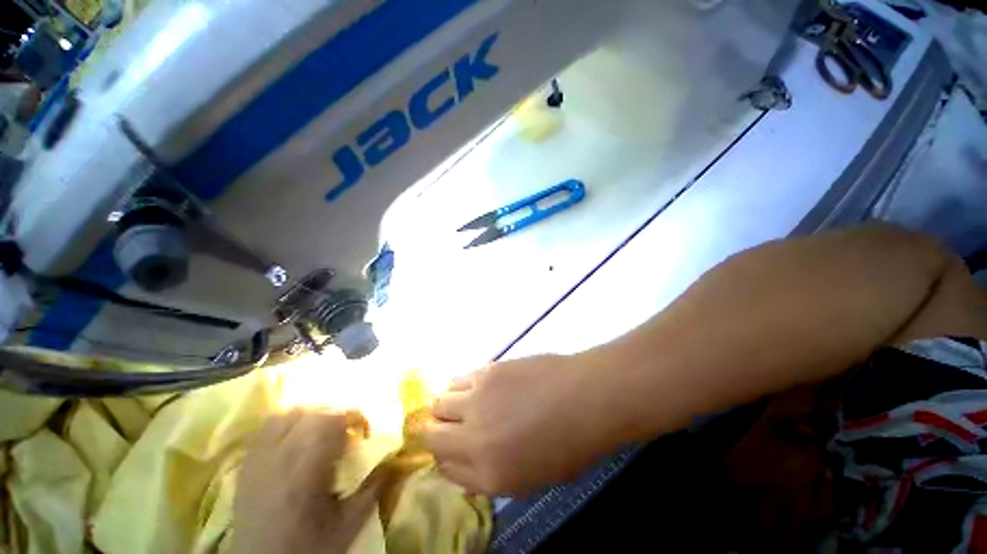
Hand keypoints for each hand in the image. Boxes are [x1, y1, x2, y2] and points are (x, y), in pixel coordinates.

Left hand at [233, 409, 387, 553]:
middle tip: (349, 431)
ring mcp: (259, 458)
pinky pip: (268, 426)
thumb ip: (373, 489)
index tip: (364, 431)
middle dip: (337, 414)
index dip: (354, 417)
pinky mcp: (247, 463)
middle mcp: (280, 457)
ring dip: (313, 414)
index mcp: (306, 472)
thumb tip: (394, 459)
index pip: (332, 421)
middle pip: (313, 413)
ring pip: (289, 413)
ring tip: (324, 430)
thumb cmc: (308, 548)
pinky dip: (289, 422)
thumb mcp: (349, 524)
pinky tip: (298, 436)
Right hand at [423, 355, 623, 495]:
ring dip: (446, 405)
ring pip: (439, 401)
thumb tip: (464, 459)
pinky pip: (458, 380)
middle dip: (435, 430)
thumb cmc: (568, 443)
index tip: (450, 448)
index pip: (443, 468)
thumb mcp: (530, 477)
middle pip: (430, 433)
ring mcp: (477, 401)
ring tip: (465, 401)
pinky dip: (461, 385)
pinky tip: (478, 386)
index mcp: (488, 475)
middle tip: (450, 424)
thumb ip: (489, 472)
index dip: (443, 457)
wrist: (584, 398)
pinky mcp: (486, 372)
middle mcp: (473, 439)